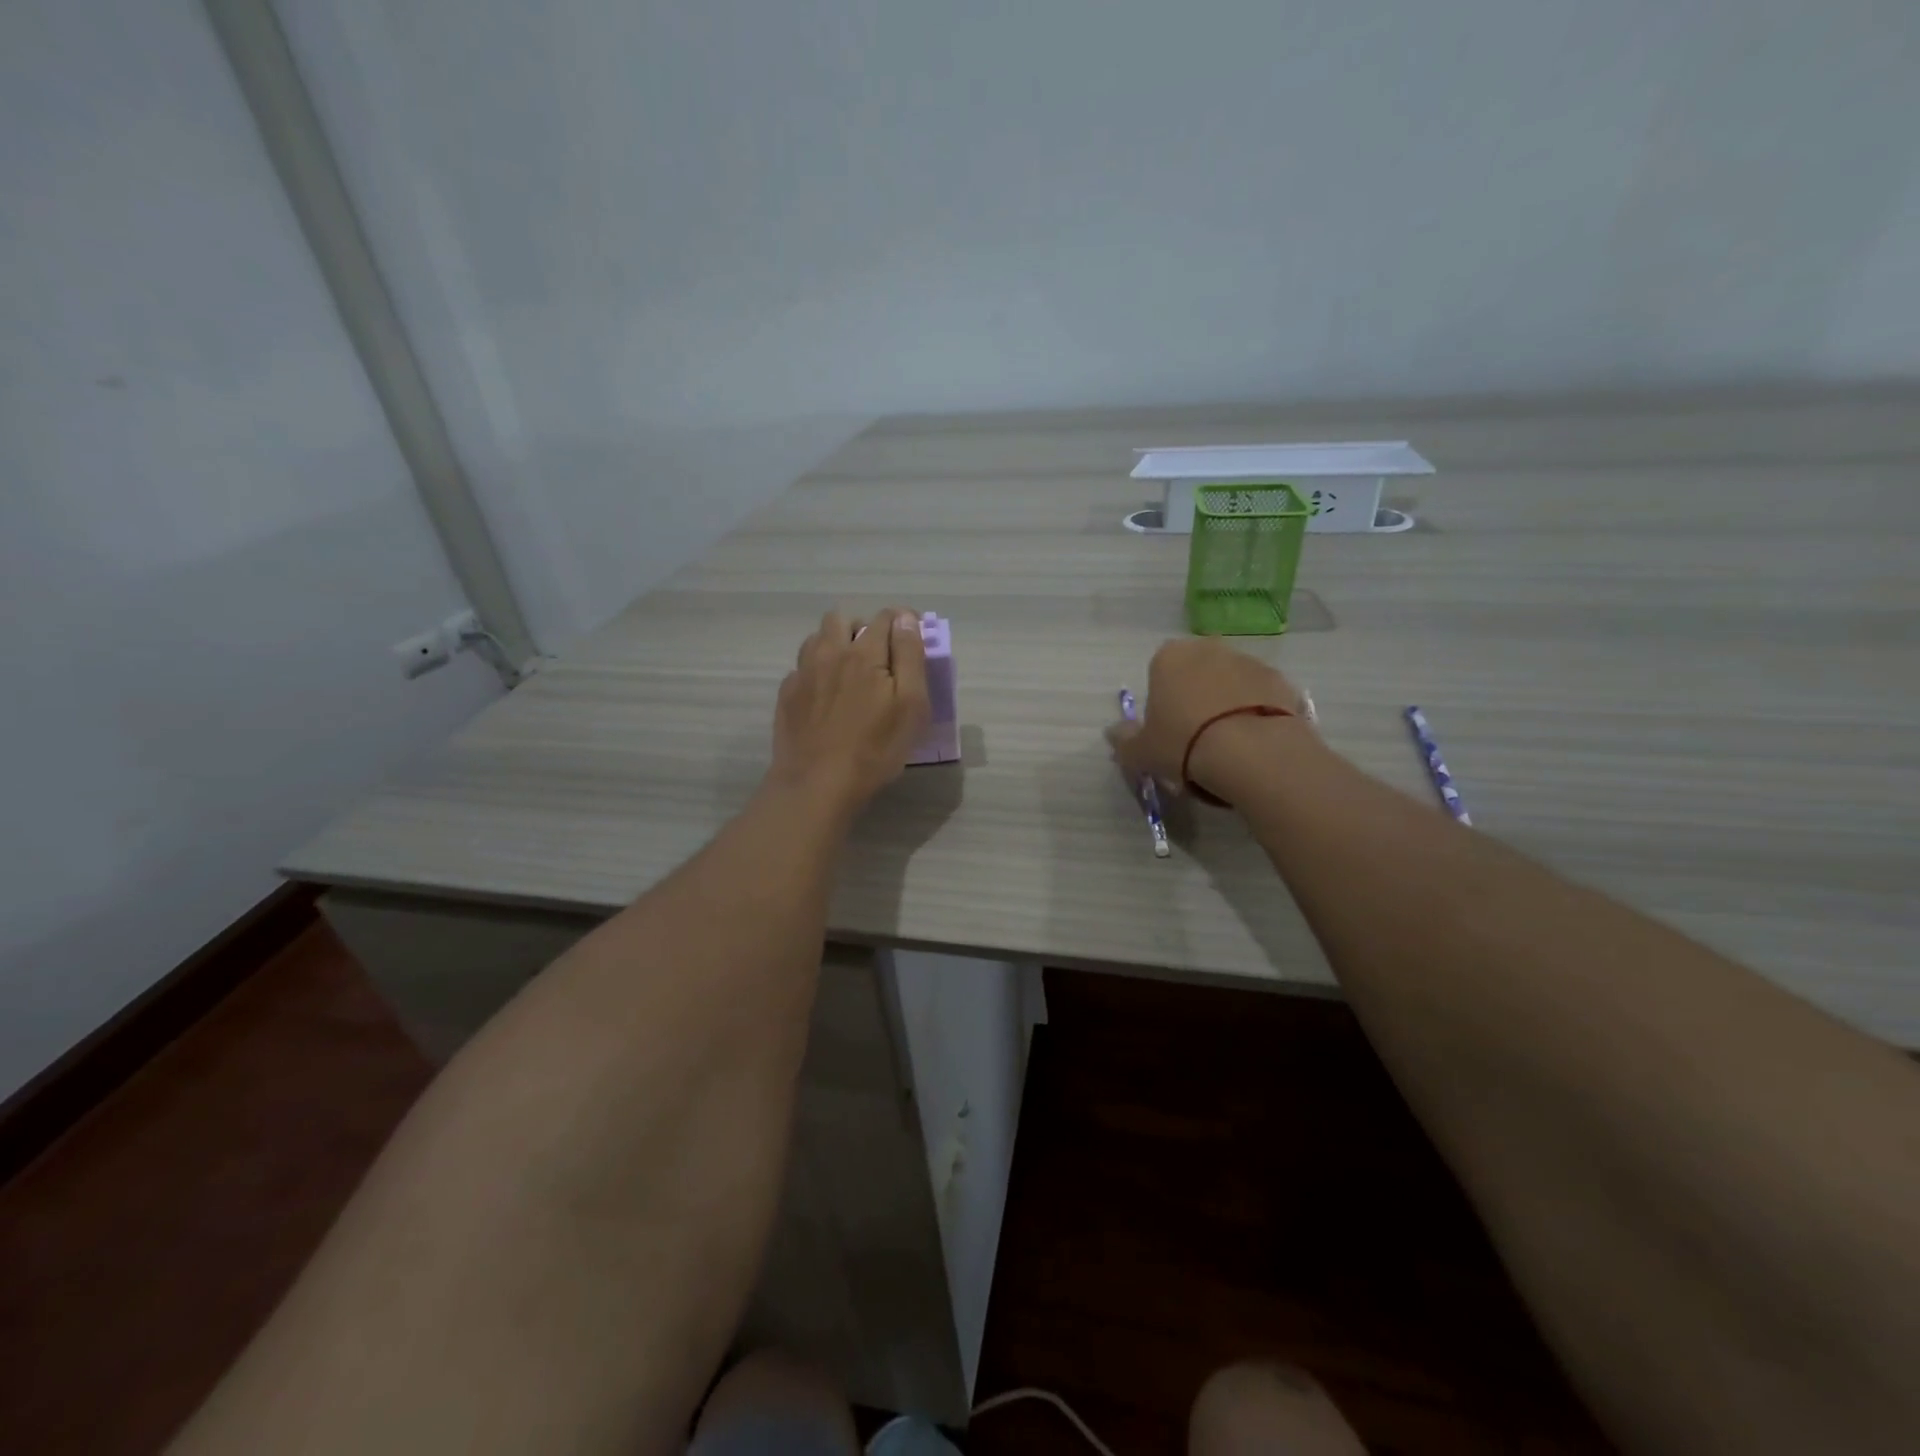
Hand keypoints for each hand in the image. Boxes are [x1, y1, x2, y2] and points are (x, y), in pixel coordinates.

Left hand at [770, 609, 929, 817]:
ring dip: (836, 644)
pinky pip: (803, 666)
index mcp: (864, 653)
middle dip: (863, 628)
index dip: (904, 622)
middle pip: (843, 618)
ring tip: (850, 673)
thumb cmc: (874, 749)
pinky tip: (826, 696)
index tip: (913, 641)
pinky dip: (817, 670)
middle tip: (879, 658)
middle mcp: (830, 652)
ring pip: (818, 638)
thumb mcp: (910, 705)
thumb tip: (906, 619)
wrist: (816, 784)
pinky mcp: (787, 694)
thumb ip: (910, 656)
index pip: (887, 618)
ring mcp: (803, 672)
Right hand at [1108, 638, 1311, 803]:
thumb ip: (1124, 740)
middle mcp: (1208, 649)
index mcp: (1169, 657)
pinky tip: (1254, 743)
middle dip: (1195, 696)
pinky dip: (1257, 713)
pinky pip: (1261, 696)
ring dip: (1228, 703)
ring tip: (1229, 745)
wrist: (1253, 753)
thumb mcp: (1141, 752)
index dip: (1161, 701)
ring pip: (1231, 682)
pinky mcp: (1282, 681)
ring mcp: (1249, 661)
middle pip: (1196, 672)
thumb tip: (1114, 733)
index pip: (1159, 672)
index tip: (1167, 730)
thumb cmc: (1183, 744)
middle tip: (1196, 737)